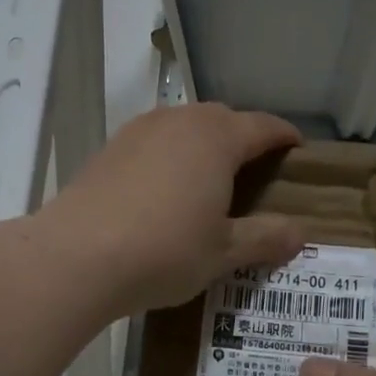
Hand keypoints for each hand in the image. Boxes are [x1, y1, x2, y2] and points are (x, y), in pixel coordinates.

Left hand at [39, 103, 306, 313]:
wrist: (75, 256)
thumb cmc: (164, 250)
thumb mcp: (222, 252)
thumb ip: (264, 238)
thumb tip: (299, 232)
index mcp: (216, 138)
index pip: (262, 126)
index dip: (284, 136)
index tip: (297, 148)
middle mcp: (178, 122)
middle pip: (222, 119)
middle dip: (244, 137)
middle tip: (256, 169)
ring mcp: (138, 131)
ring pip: (184, 126)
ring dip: (203, 143)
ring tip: (211, 177)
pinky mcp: (109, 149)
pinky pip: (154, 142)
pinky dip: (170, 155)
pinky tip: (165, 188)